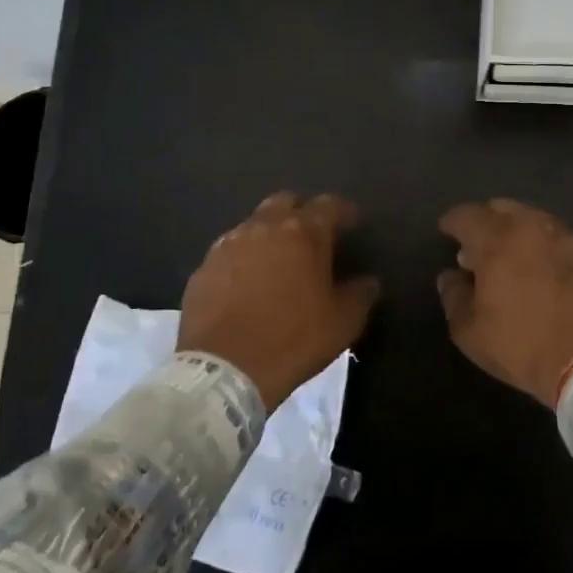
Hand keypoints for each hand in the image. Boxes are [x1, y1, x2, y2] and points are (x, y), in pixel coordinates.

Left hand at [179, 192, 379, 409]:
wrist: (224, 371)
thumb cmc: (293, 341)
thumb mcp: (342, 323)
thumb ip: (360, 295)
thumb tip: (369, 282)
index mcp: (304, 233)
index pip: (329, 205)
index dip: (344, 212)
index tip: (352, 224)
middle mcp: (264, 227)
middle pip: (286, 202)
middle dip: (301, 212)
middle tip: (311, 237)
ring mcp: (228, 244)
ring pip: (254, 224)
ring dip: (269, 234)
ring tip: (277, 260)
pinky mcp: (203, 267)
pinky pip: (229, 251)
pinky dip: (243, 258)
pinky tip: (246, 283)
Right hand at [437, 198, 572, 405]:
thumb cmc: (522, 345)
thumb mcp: (470, 332)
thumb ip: (454, 296)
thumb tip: (451, 276)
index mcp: (497, 239)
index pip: (466, 215)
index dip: (452, 222)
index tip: (446, 233)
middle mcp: (531, 227)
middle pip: (501, 208)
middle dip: (485, 220)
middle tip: (478, 244)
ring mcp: (566, 237)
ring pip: (533, 219)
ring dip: (516, 230)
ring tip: (511, 255)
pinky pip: (558, 238)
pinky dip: (543, 245)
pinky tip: (543, 267)